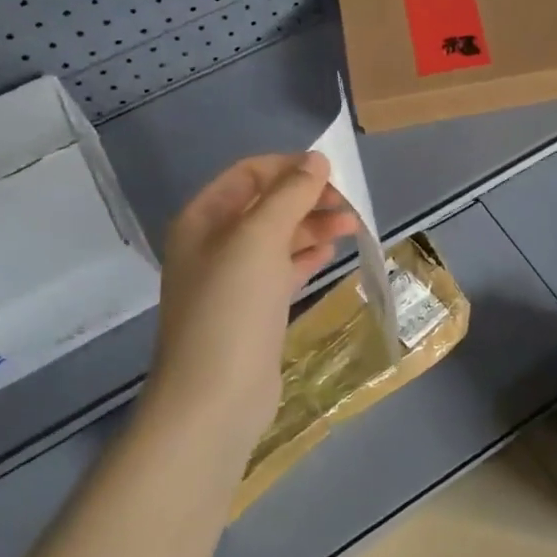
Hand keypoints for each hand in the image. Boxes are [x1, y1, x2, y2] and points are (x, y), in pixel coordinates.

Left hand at [148, 153, 359, 441]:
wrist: (215, 397)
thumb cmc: (232, 307)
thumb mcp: (260, 238)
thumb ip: (290, 194)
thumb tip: (316, 159)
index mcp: (202, 219)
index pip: (249, 174)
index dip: (290, 167)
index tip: (333, 173)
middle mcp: (213, 244)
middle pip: (266, 205)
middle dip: (307, 198)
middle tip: (349, 204)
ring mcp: (232, 279)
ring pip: (278, 237)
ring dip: (313, 226)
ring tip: (353, 226)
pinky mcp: (252, 309)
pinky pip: (282, 269)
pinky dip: (307, 256)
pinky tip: (331, 254)